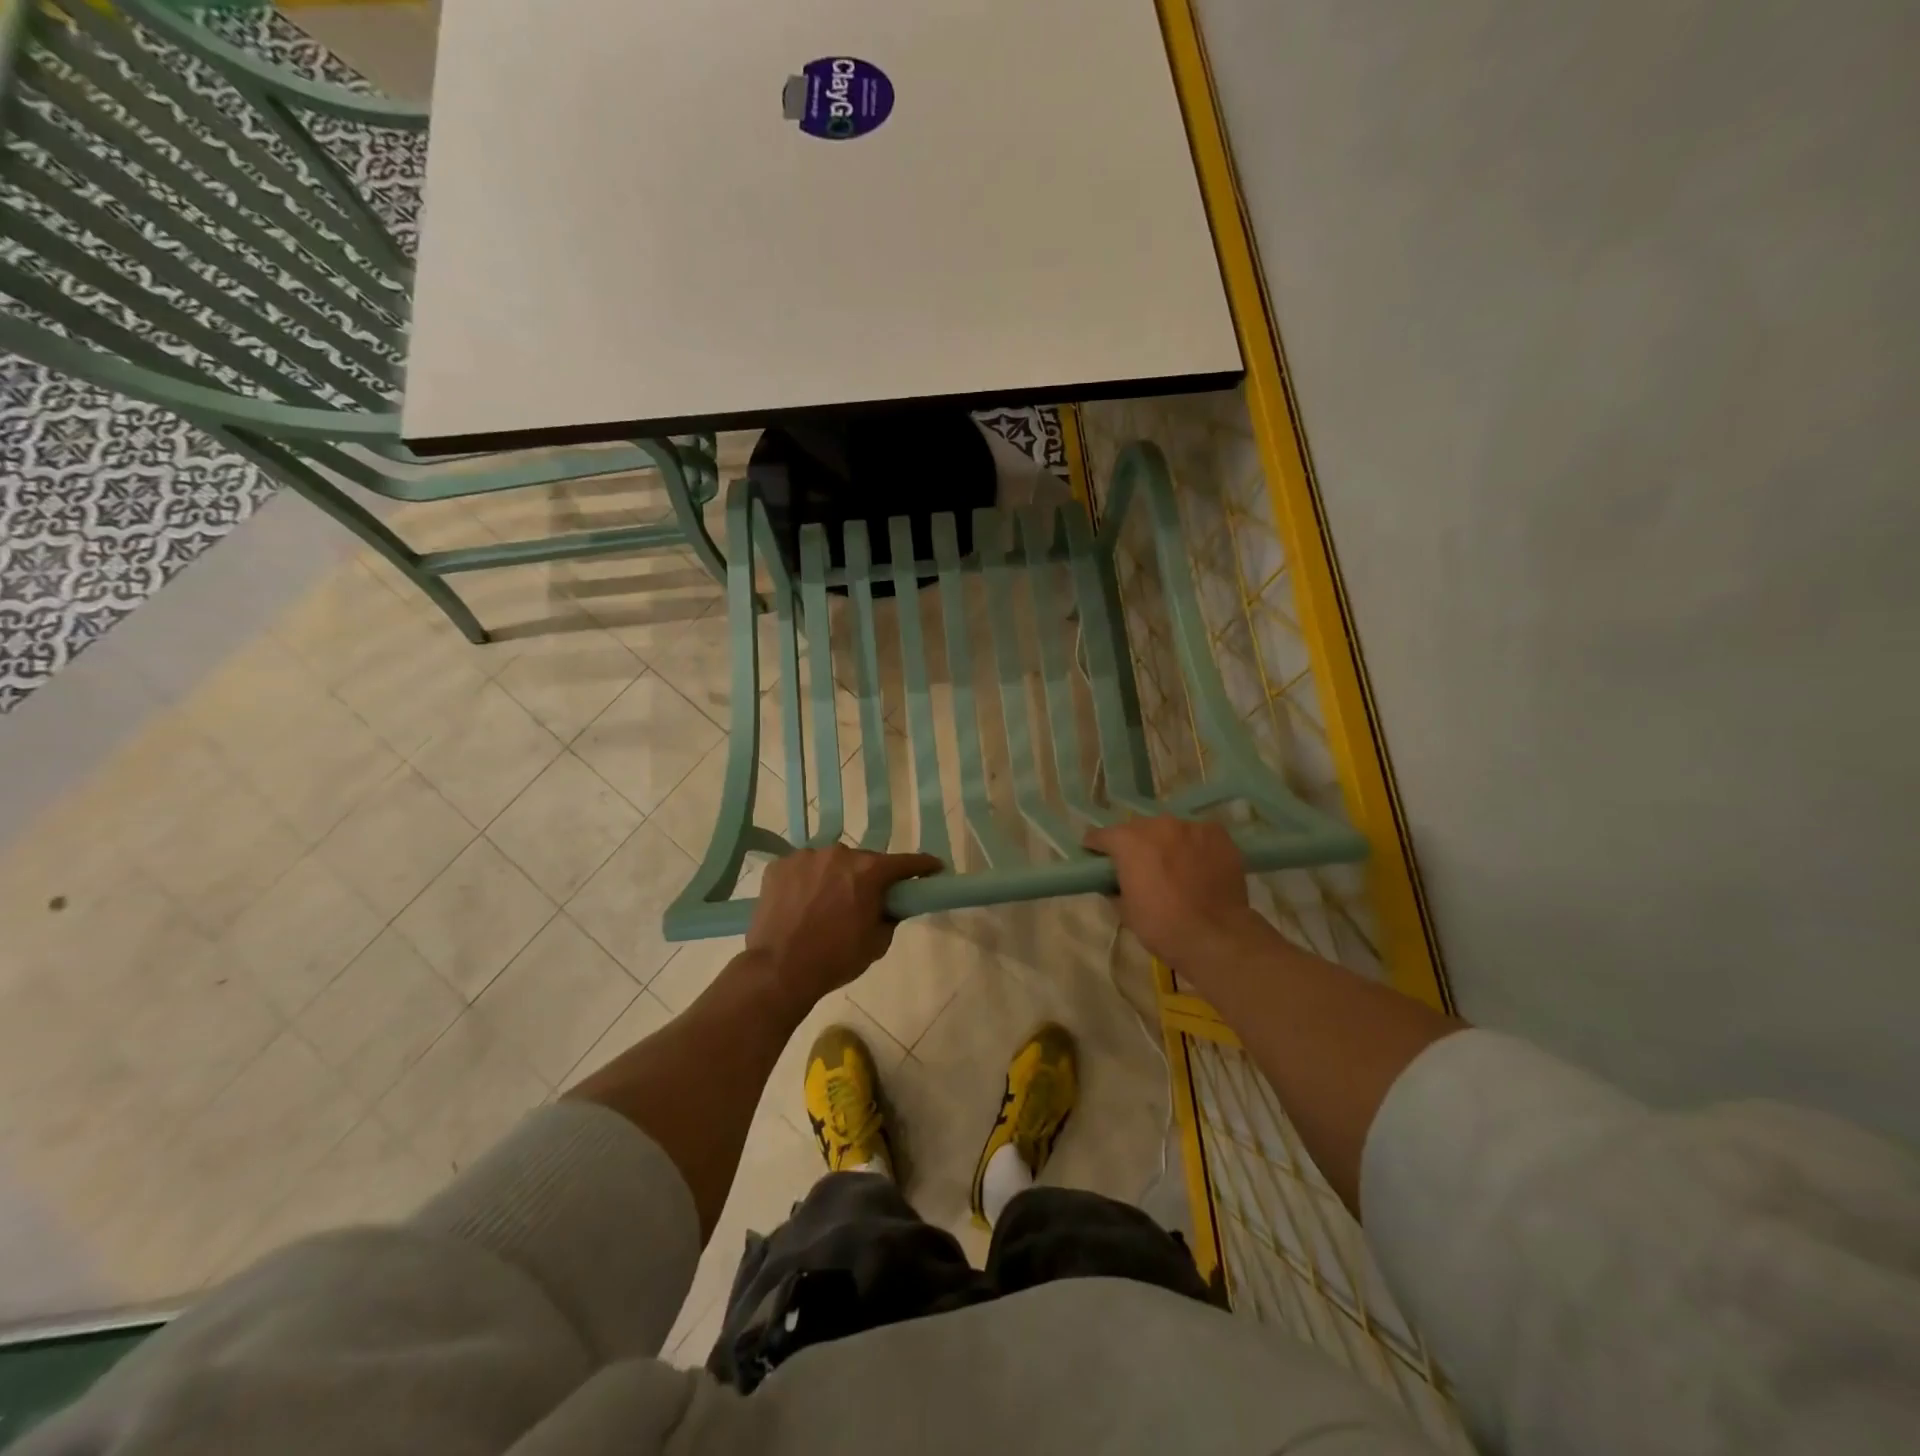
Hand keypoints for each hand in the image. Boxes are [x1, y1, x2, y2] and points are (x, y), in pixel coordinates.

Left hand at [745, 846, 942, 1008]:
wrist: (778, 971)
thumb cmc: (835, 959)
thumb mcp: (877, 943)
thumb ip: (891, 915)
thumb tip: (891, 904)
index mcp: (868, 871)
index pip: (906, 862)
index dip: (923, 865)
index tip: (934, 868)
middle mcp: (839, 854)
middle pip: (863, 861)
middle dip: (868, 877)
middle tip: (864, 900)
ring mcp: (805, 857)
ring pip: (830, 863)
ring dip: (834, 877)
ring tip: (825, 904)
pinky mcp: (779, 866)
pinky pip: (802, 869)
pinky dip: (806, 881)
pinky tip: (800, 903)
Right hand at [1083, 817, 1255, 966]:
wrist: (1215, 936)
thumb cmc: (1162, 926)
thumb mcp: (1125, 910)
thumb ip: (1115, 886)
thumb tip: (1114, 880)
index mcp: (1128, 841)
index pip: (1102, 835)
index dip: (1097, 847)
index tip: (1096, 856)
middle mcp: (1157, 825)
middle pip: (1138, 829)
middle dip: (1135, 844)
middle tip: (1139, 865)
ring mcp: (1190, 826)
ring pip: (1170, 829)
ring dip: (1166, 842)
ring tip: (1174, 864)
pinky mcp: (1217, 834)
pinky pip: (1198, 834)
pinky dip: (1194, 845)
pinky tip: (1199, 863)